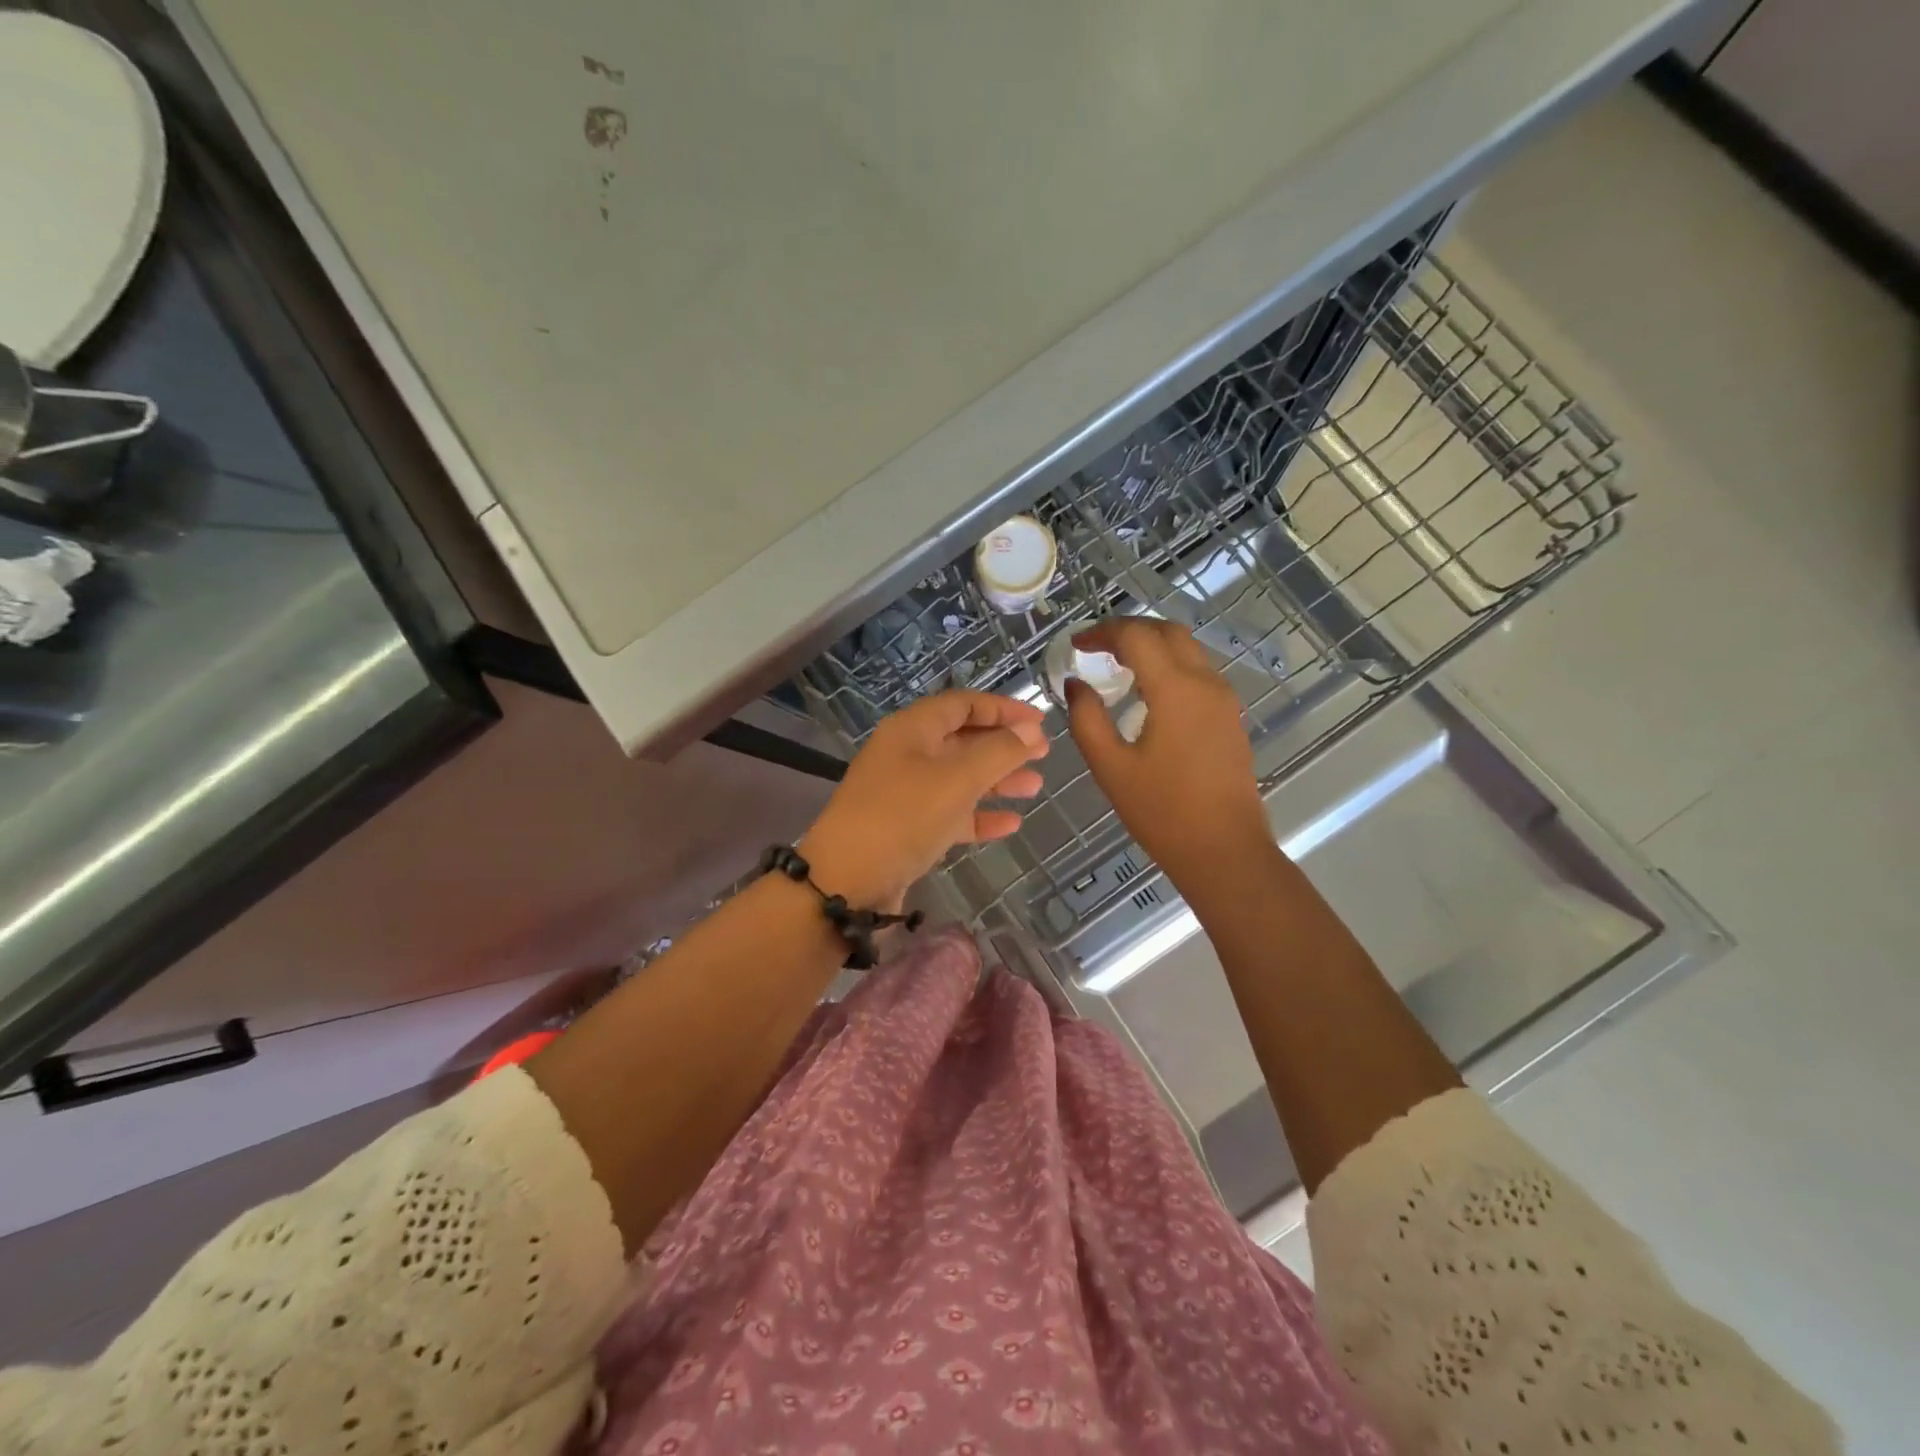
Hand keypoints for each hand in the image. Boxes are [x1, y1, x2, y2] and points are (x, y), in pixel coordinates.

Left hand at [799, 690, 1048, 909]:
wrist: (846, 882)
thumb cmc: (902, 817)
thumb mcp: (956, 779)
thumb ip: (999, 752)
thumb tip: (1032, 730)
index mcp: (912, 729)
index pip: (963, 704)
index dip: (1002, 708)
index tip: (1040, 721)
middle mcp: (907, 754)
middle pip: (962, 740)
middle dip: (1003, 746)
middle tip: (1043, 755)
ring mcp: (905, 793)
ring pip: (959, 778)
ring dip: (996, 781)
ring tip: (1035, 787)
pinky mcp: (907, 829)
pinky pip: (950, 813)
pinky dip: (979, 816)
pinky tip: (1010, 824)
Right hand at [1066, 618, 1272, 890]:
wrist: (1225, 850)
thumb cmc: (1162, 812)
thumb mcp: (1110, 767)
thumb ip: (1086, 719)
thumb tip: (1076, 684)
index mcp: (1175, 689)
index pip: (1136, 636)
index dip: (1102, 632)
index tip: (1075, 645)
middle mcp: (1205, 683)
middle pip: (1168, 631)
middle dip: (1129, 630)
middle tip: (1095, 647)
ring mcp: (1224, 699)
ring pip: (1187, 649)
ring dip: (1152, 645)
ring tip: (1116, 665)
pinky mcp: (1229, 717)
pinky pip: (1198, 672)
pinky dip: (1169, 665)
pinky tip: (1146, 691)